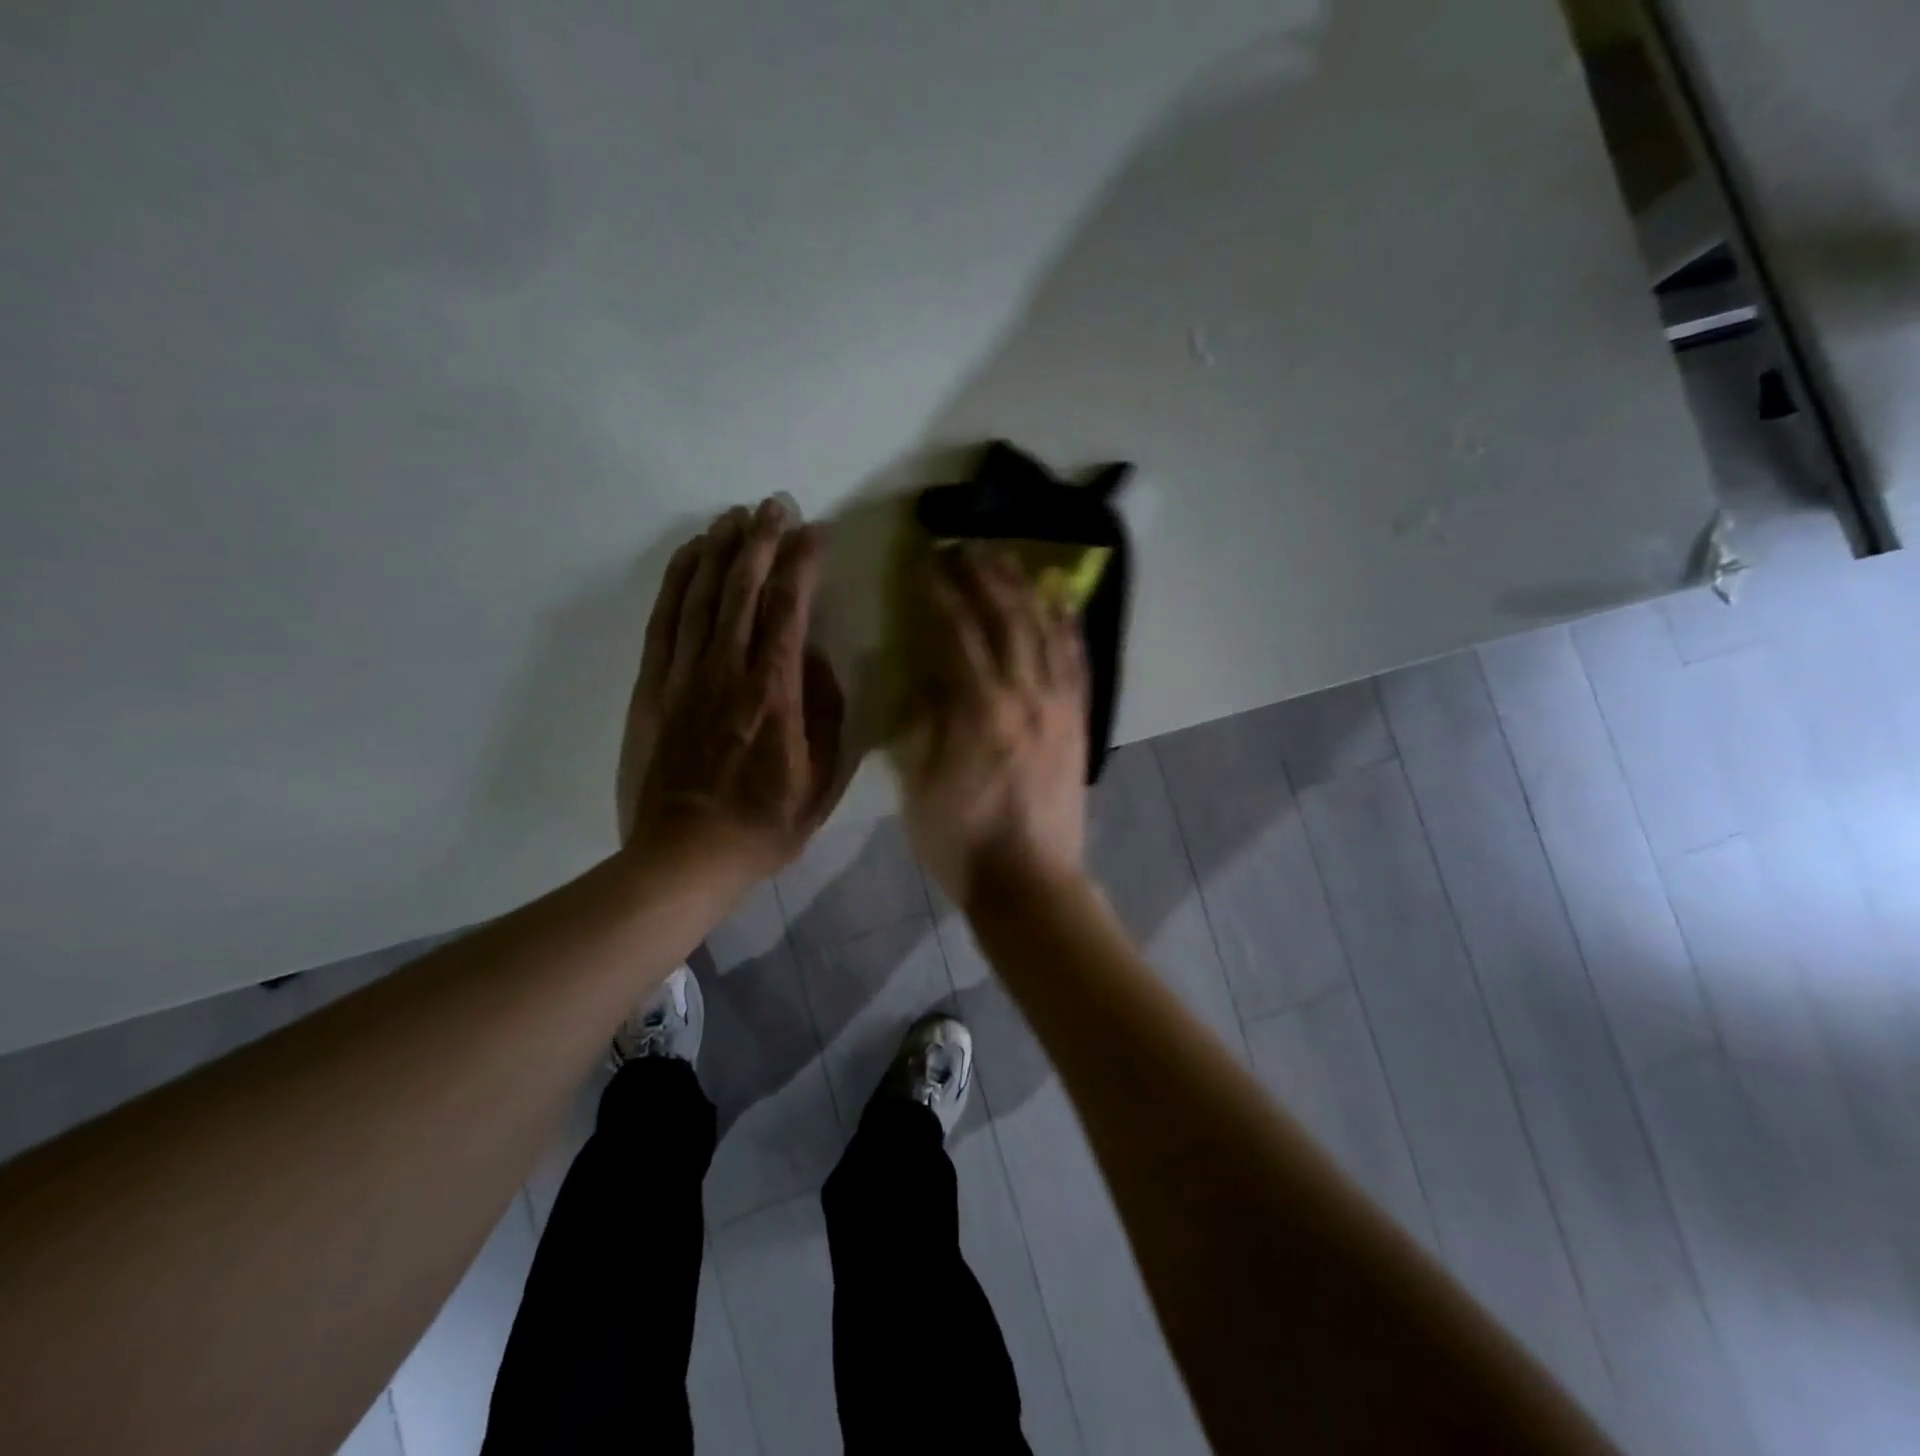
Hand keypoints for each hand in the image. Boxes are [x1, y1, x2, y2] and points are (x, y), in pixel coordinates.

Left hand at [617, 498, 846, 879]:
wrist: (684, 857)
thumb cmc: (764, 825)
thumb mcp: (824, 782)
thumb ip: (828, 713)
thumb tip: (820, 659)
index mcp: (775, 694)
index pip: (790, 609)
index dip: (803, 562)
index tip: (816, 531)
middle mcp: (727, 672)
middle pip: (743, 588)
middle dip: (763, 539)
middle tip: (776, 504)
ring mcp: (684, 676)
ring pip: (701, 595)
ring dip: (720, 549)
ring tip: (736, 515)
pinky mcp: (652, 687)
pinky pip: (664, 620)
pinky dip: (677, 581)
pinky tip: (690, 555)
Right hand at [892, 544, 1088, 907]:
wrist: (1029, 882)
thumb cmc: (961, 840)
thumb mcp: (919, 784)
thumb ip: (922, 722)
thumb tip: (927, 675)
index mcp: (980, 709)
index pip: (958, 631)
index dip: (941, 592)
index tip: (927, 563)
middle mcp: (1026, 694)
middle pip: (1007, 617)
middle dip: (984, 575)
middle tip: (965, 546)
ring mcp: (1060, 706)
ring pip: (1047, 629)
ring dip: (1025, 588)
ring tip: (1009, 558)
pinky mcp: (1080, 721)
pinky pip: (1078, 661)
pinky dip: (1069, 625)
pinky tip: (1061, 601)